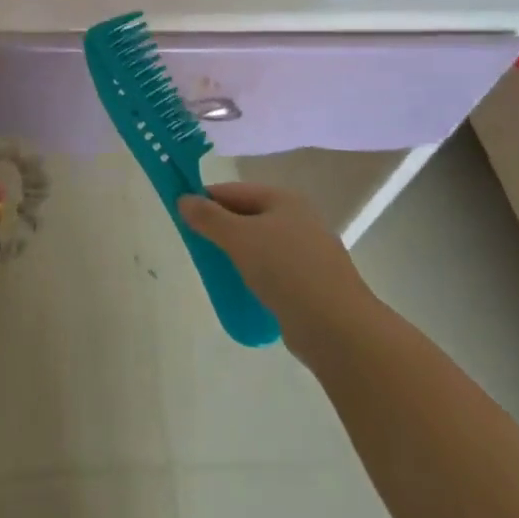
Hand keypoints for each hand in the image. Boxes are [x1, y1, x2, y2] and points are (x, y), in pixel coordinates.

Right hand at [178, 182, 372, 331]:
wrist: (337, 327)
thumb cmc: (285, 270)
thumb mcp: (239, 238)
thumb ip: (208, 217)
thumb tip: (184, 199)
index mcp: (284, 199)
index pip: (233, 191)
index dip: (205, 200)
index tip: (180, 217)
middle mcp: (298, 219)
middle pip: (247, 216)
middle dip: (220, 228)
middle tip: (195, 246)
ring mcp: (307, 252)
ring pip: (259, 244)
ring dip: (236, 253)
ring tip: (215, 269)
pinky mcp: (310, 282)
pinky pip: (272, 270)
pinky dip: (253, 274)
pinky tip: (241, 288)